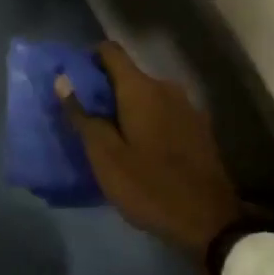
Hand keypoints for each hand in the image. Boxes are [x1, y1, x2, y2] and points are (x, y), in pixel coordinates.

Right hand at [56, 41, 244, 265]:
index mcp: (141, 89)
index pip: (110, 51)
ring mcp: (187, 107)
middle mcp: (166, 87)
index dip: (89, 58)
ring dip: (128, 107)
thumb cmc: (149, 186)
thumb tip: (63, 79)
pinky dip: (148, 120)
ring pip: (147, 95)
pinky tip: (142, 148)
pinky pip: (164, 112)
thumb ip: (82, 115)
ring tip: (112, 135)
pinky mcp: (199, 128)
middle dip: (106, 89)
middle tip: (87, 117)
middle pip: (129, 75)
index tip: (74, 78)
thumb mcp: (105, 156)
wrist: (210, 222)